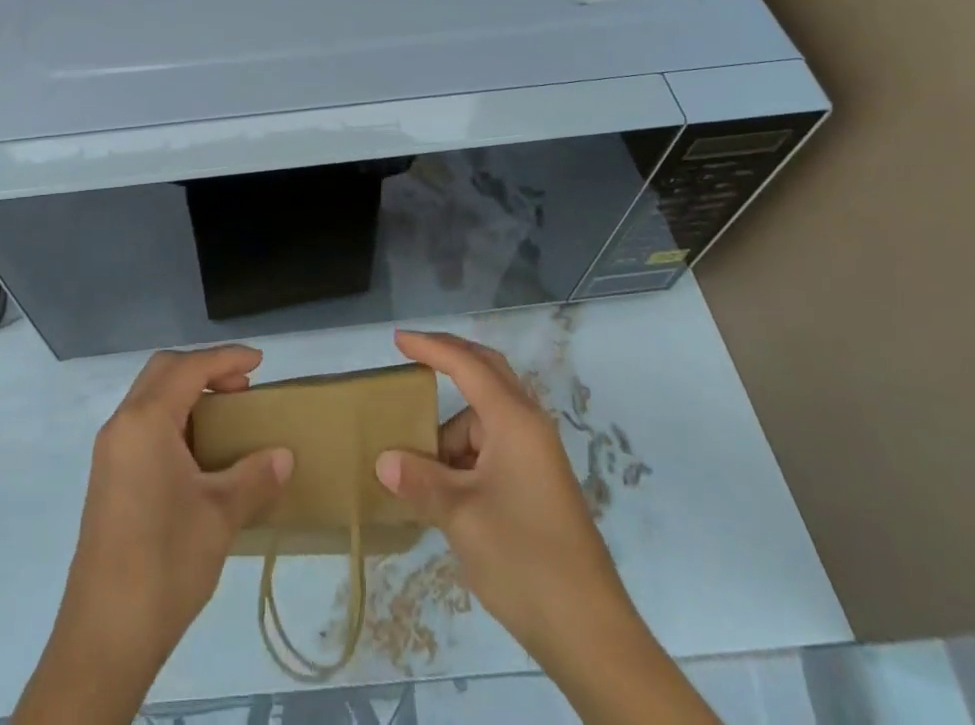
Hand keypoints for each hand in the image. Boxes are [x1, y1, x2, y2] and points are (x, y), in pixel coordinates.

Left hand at [16, 346, 292, 723]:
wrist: (104, 636)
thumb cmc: (165, 562)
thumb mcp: (220, 515)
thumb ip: (254, 476)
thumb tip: (285, 456)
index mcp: (146, 421)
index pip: (189, 367)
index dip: (226, 359)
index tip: (260, 362)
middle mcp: (122, 425)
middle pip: (163, 371)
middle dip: (204, 369)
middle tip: (242, 389)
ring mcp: (110, 453)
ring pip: (149, 398)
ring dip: (186, 394)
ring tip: (225, 418)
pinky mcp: (107, 479)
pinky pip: (142, 425)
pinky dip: (172, 419)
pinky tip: (197, 454)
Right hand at [374, 330, 622, 655]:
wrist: (591, 634)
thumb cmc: (523, 559)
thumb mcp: (460, 516)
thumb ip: (420, 480)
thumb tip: (384, 460)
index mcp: (514, 421)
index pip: (467, 365)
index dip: (431, 347)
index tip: (397, 339)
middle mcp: (529, 427)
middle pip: (487, 374)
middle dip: (450, 361)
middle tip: (411, 357)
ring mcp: (537, 456)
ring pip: (485, 420)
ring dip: (452, 432)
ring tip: (417, 466)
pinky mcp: (538, 484)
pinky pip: (493, 448)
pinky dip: (465, 456)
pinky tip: (444, 488)